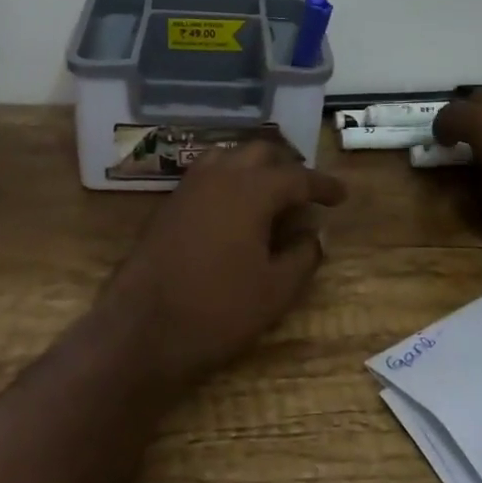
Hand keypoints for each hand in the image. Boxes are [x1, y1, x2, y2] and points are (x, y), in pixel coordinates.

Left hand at [99, 139, 347, 390]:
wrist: (140, 330)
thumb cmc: (217, 310)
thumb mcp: (275, 290)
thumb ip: (303, 256)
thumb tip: (314, 235)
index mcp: (251, 190)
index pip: (297, 176)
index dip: (323, 185)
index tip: (341, 195)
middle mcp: (219, 176)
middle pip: (261, 152)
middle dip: (288, 166)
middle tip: (305, 190)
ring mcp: (188, 188)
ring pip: (229, 157)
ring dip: (254, 167)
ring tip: (271, 192)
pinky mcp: (168, 205)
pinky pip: (207, 175)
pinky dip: (229, 179)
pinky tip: (235, 208)